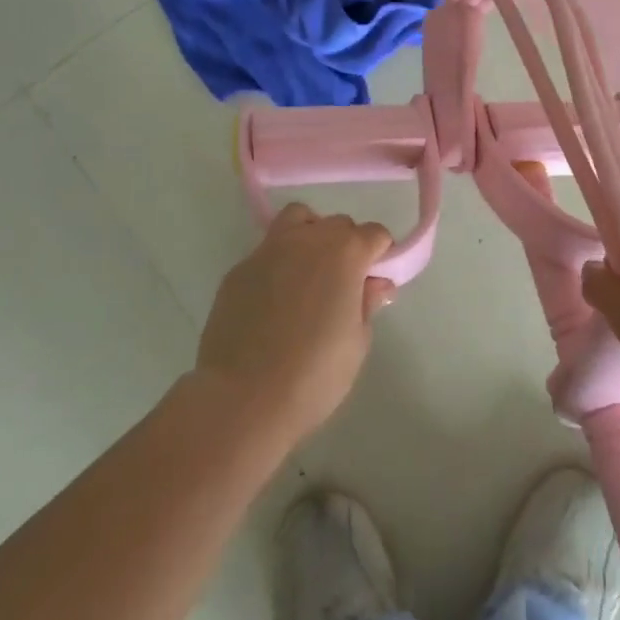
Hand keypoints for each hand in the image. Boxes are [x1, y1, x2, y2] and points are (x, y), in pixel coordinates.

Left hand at [196, 203, 395, 444]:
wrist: (242, 398)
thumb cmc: (314, 374)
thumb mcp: (357, 342)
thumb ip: (368, 303)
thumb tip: (375, 284)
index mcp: (345, 253)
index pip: (375, 234)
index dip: (381, 255)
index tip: (376, 282)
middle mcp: (308, 239)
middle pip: (337, 224)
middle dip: (347, 246)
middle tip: (344, 284)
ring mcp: (268, 250)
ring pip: (297, 220)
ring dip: (310, 235)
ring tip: (309, 273)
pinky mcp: (238, 270)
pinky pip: (267, 252)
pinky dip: (279, 263)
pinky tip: (275, 300)